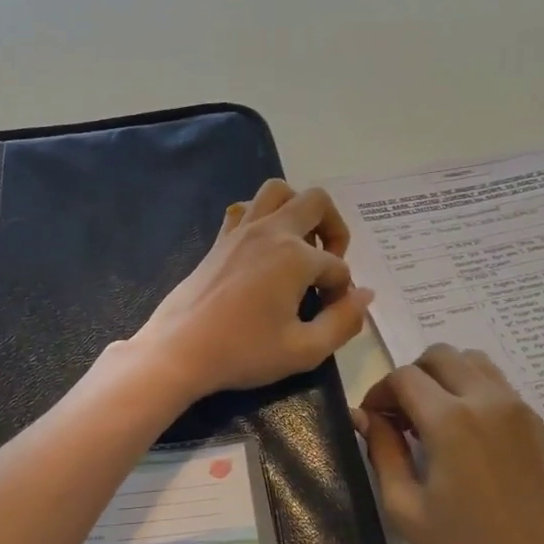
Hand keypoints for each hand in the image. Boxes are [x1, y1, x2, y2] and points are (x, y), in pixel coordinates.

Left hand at [128, 180, 374, 402]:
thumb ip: (342, 322)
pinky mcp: (220, 240)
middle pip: (317, 202)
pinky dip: (262, 216)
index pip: (337, 268)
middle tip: (327, 265)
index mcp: (295, 257)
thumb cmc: (242, 352)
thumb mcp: (303, 350)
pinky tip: (263, 248)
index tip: (328, 317)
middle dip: (334, 229)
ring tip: (300, 247)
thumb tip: (364, 296)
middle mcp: (271, 232)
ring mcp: (241, 231)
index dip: (341, 294)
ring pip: (278, 191)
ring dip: (299, 211)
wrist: (179, 351)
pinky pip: (245, 208)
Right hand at [357, 345, 543, 543]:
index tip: (373, 421)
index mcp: (450, 420)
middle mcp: (486, 400)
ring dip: (443, 378)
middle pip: (439, 355)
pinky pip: (496, 384)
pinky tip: (463, 434)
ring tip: (432, 420)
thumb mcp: (406, 507)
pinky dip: (470, 390)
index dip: (379, 393)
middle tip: (400, 418)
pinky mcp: (536, 423)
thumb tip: (363, 417)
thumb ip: (381, 451)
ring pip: (471, 361)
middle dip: (411, 377)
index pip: (403, 377)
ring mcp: (517, 408)